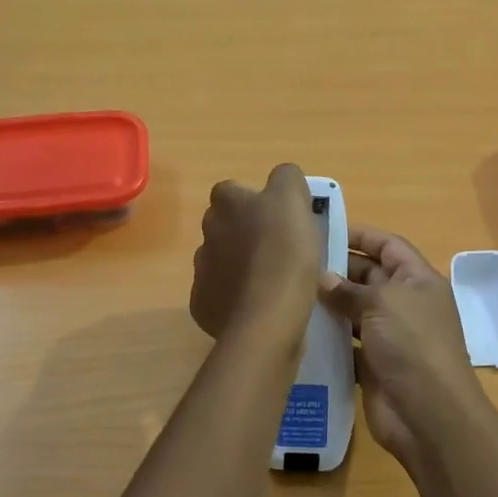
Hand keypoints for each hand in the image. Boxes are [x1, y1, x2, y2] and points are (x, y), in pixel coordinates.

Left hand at [189, 164, 322, 339]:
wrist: (266, 318)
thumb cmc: (284, 252)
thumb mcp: (295, 200)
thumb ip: (287, 178)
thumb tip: (282, 179)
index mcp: (227, 204)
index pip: (232, 190)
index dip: (254, 201)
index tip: (277, 216)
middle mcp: (207, 233)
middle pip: (224, 225)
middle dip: (243, 233)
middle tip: (277, 248)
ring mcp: (202, 271)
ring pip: (220, 260)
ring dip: (239, 265)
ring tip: (270, 281)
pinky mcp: (202, 305)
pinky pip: (219, 294)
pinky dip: (235, 297)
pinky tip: (258, 305)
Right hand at [317, 227, 489, 467]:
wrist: (427, 413)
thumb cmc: (412, 344)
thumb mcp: (382, 304)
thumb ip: (350, 289)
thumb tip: (322, 279)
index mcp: (418, 281)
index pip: (389, 246)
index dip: (361, 236)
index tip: (325, 230)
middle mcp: (406, 304)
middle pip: (370, 277)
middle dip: (338, 269)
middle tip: (297, 263)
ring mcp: (390, 336)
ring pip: (356, 311)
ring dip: (330, 304)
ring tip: (291, 293)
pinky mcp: (374, 365)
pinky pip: (347, 343)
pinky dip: (329, 337)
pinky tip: (299, 328)